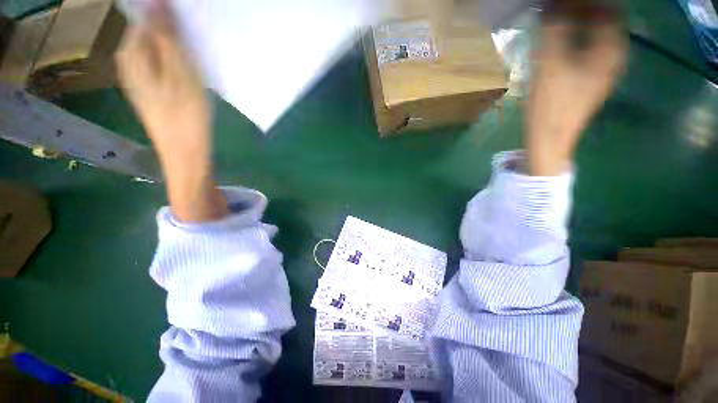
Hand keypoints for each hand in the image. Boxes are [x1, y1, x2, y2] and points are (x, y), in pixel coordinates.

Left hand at [116, 1, 209, 165]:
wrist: (185, 153)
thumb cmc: (186, 116)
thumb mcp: (180, 73)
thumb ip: (166, 37)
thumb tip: (158, 3)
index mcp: (132, 54)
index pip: (145, 17)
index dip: (167, 15)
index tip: (190, 23)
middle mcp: (129, 62)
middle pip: (150, 32)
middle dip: (172, 32)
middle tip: (197, 44)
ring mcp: (140, 77)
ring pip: (157, 48)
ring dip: (177, 48)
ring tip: (197, 60)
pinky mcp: (152, 89)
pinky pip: (161, 64)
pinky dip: (176, 62)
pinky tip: (190, 73)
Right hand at [526, 7, 626, 175]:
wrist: (551, 138)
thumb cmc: (552, 102)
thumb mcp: (550, 62)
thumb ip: (554, 28)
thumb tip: (553, 4)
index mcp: (611, 48)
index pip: (608, 8)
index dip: (586, 1)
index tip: (562, 2)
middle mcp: (615, 56)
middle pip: (605, 20)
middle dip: (584, 10)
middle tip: (559, 9)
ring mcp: (605, 70)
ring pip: (598, 36)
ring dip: (581, 24)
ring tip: (559, 22)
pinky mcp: (593, 80)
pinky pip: (591, 50)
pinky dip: (579, 40)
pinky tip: (562, 44)